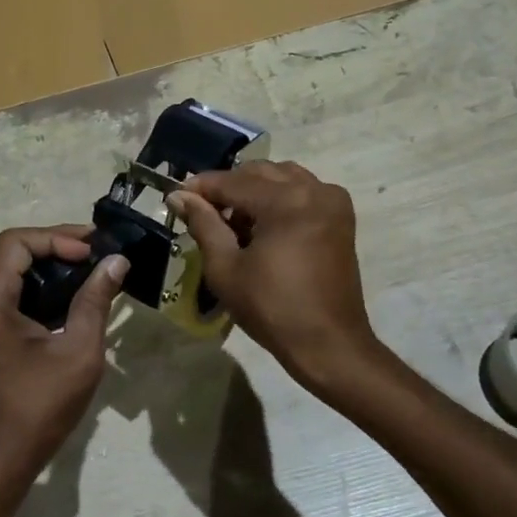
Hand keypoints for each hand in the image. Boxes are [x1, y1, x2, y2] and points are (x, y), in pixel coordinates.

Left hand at [0, 226, 127, 492]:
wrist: (1, 461)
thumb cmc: (40, 408)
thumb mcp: (78, 352)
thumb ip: (95, 301)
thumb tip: (116, 262)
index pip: (16, 243)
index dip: (56, 237)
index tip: (91, 252)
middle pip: (12, 253)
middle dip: (56, 247)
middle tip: (98, 254)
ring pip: (12, 272)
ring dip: (50, 267)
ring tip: (92, 271)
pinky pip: (10, 294)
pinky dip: (40, 288)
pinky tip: (73, 296)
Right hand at [168, 162, 381, 394]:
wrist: (328, 343)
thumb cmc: (272, 309)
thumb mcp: (226, 268)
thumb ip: (203, 224)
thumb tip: (178, 197)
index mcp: (286, 201)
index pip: (233, 181)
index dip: (201, 188)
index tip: (176, 197)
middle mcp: (313, 189)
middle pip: (258, 172)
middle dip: (228, 188)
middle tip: (203, 213)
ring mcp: (332, 201)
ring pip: (281, 177)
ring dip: (254, 191)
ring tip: (234, 222)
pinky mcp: (341, 216)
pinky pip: (303, 190)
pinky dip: (279, 198)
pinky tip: (262, 226)